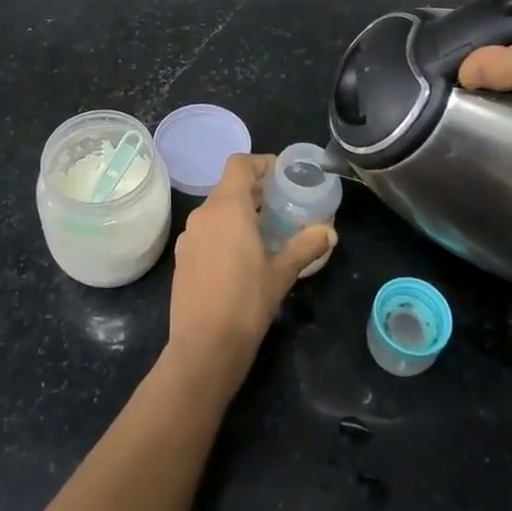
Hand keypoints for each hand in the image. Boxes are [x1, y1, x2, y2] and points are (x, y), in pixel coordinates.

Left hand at [165, 154, 335, 389]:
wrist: (204, 347)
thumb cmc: (246, 302)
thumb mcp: (282, 273)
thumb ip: (305, 246)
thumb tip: (329, 232)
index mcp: (227, 208)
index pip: (239, 164)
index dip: (261, 163)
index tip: (283, 176)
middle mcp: (203, 214)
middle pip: (228, 186)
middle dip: (255, 191)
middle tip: (283, 205)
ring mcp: (189, 236)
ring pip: (216, 210)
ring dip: (240, 212)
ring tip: (267, 231)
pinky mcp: (183, 258)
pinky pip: (206, 231)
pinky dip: (225, 232)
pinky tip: (243, 257)